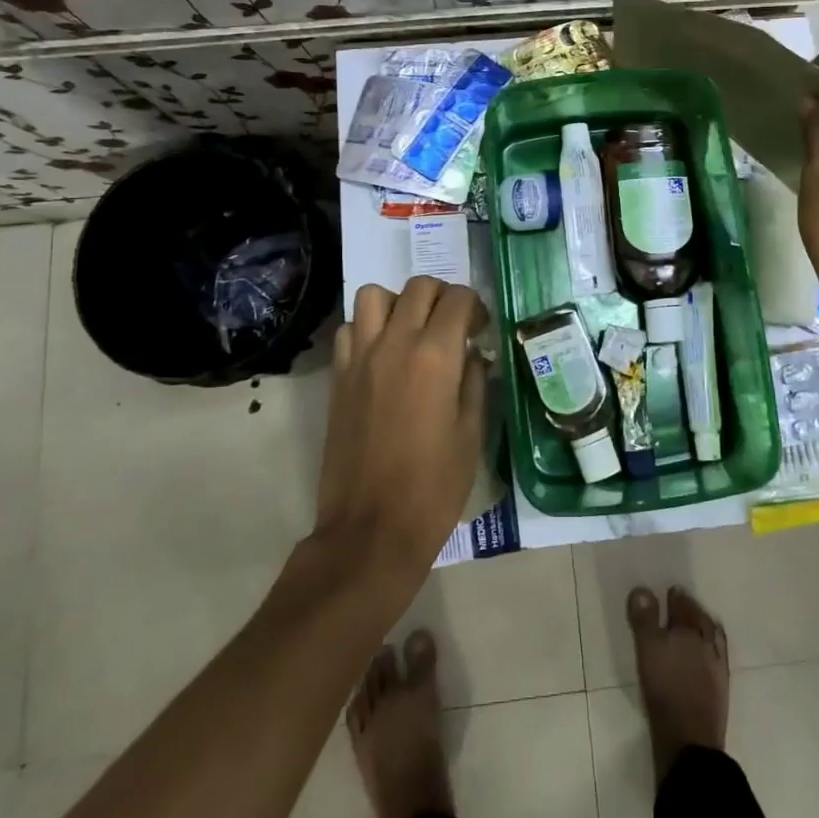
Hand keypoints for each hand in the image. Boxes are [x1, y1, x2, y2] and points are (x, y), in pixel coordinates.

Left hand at [312, 278, 488, 583]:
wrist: (372, 530)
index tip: (480, 330)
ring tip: (411, 330)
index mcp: (435, 356)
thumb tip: (472, 354)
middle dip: (442, 296)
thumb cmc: (434, 487)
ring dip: (398, 303)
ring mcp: (360, 358)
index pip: (458, 299)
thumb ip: (474, 382)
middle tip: (452, 325)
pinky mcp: (338, 377)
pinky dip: (366, 328)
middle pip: (418, 287)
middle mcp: (395, 344)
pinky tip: (381, 354)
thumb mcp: (471, 434)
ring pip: (374, 296)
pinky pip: (348, 329)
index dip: (475, 307)